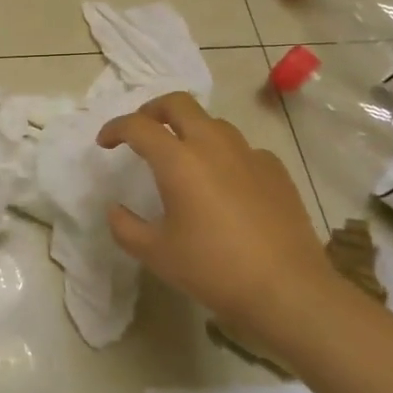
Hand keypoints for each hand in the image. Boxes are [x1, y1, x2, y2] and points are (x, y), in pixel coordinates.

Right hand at [96, 93, 344, 357]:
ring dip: (190, 129)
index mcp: (179, 161)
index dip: (115, 128)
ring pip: (212, 122)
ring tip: (182, 155)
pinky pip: (241, 148)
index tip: (105, 143)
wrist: (287, 289)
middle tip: (142, 130)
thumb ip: (125, 227)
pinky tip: (224, 182)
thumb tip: (115, 210)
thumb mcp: (156, 254)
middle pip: (178, 103)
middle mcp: (213, 145)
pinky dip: (223, 154)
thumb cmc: (214, 269)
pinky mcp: (275, 170)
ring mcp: (249, 154)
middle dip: (153, 109)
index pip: (138, 125)